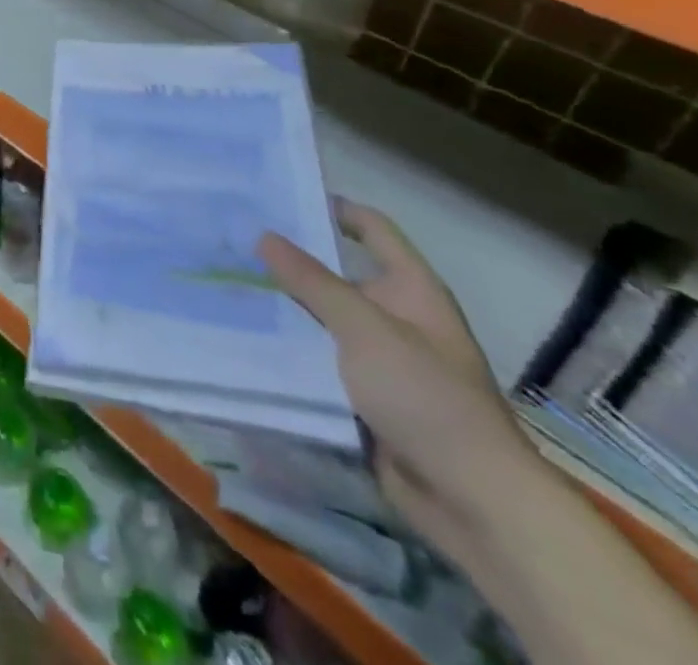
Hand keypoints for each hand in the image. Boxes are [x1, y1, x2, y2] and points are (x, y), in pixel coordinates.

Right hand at [258, 200, 538, 558]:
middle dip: (288, 259)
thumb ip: (312, 281)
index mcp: (411, 289)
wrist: (472, 501)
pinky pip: (317, 359)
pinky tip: (243, 335)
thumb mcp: (364, 328)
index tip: (278, 196)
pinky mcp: (361, 395)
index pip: (371, 229)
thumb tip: (264, 235)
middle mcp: (394, 315)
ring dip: (282, 306)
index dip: (331, 208)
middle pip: (336, 273)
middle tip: (231, 239)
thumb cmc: (426, 397)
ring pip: (320, 318)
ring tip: (225, 281)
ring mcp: (378, 357)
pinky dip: (287, 348)